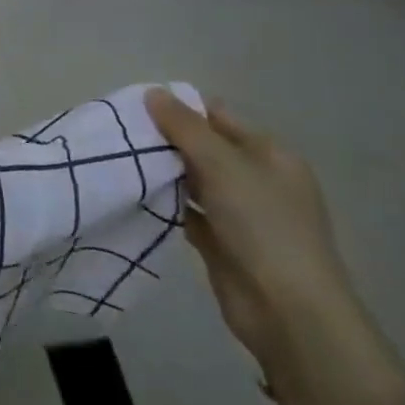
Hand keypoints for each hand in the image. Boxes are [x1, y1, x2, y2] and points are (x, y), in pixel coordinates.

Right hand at [145, 88, 362, 371]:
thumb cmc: (263, 226)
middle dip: (164, 139)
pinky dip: (164, 201)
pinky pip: (186, 210)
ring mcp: (240, 213)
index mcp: (270, 155)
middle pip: (203, 147)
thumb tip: (153, 92)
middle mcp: (257, 180)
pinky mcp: (221, 241)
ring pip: (192, 179)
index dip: (180, 108)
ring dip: (161, 170)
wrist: (288, 311)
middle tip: (119, 132)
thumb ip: (185, 127)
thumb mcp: (223, 165)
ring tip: (117, 157)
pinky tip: (132, 192)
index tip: (135, 106)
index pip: (218, 117)